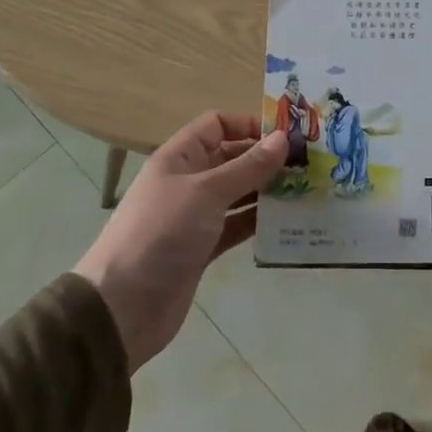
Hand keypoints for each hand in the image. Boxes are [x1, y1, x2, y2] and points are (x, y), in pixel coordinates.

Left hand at [73, 113, 286, 372]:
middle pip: (232, 158)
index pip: (217, 125)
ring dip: (267, 190)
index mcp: (180, 157)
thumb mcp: (207, 192)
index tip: (287, 135)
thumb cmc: (162, 233)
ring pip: (238, 193)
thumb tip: (284, 138)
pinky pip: (237, 225)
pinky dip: (259, 221)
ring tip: (306, 189)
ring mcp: (196, 216)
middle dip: (266, 158)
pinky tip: (288, 220)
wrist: (123, 307)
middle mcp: (188, 181)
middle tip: (308, 162)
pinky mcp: (204, 248)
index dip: (249, 124)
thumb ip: (248, 166)